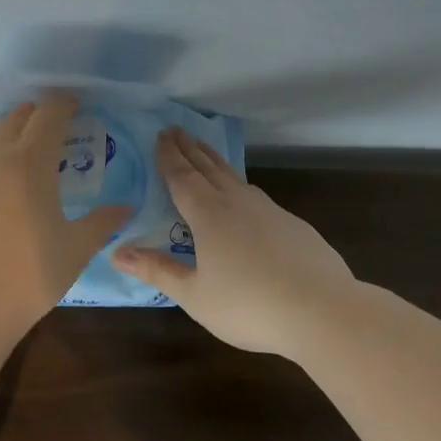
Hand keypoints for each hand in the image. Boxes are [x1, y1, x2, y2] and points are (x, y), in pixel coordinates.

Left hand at [0, 94, 131, 362]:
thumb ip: (102, 223)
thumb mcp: (75, 250)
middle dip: (38, 115)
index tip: (77, 106)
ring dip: (11, 128)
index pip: (48, 115)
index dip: (64, 105)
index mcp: (30, 163)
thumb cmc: (29, 278)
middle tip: (56, 127)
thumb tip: (126, 208)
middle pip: (17, 117)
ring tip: (26, 144)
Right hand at [112, 129, 354, 355]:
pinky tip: (243, 194)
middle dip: (188, 148)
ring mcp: (268, 210)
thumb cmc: (250, 305)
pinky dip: (238, 183)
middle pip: (207, 167)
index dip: (169, 156)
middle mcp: (235, 202)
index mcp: (208, 214)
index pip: (182, 176)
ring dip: (213, 160)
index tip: (160, 135)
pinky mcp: (291, 224)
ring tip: (203, 150)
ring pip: (233, 176)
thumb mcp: (195, 295)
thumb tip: (117, 252)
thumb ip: (157, 271)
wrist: (323, 311)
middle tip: (175, 129)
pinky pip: (255, 194)